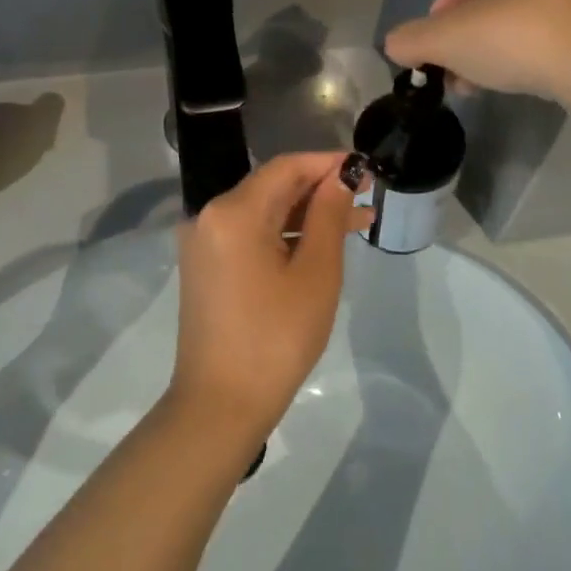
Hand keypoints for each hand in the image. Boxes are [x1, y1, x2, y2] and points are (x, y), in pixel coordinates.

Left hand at [170, 152, 364, 445]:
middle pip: (273, 187)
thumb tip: (340, 176)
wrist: (220, 406)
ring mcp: (204, 242)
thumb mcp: (316, 273)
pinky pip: (250, 234)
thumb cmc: (276, 338)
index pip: (286, 168)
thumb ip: (329, 215)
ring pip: (264, 212)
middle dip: (321, 190)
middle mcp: (210, 216)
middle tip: (366, 198)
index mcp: (233, 212)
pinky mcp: (206, 266)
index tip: (365, 168)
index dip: (327, 163)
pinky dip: (285, 235)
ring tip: (358, 223)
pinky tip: (320, 244)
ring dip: (307, 214)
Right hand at [384, 0, 570, 101]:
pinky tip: (520, 77)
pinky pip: (549, 21)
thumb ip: (409, 40)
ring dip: (493, 46)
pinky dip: (529, 46)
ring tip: (482, 84)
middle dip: (467, 39)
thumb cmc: (515, 36)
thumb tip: (396, 46)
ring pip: (517, 12)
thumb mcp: (445, 40)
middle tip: (457, 74)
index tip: (435, 57)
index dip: (438, 23)